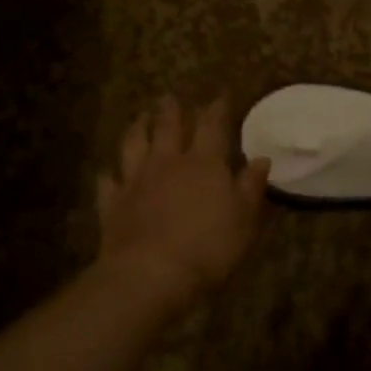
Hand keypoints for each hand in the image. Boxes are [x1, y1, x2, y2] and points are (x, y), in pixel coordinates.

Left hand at [95, 95, 269, 299]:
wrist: (151, 274)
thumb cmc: (209, 246)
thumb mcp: (245, 218)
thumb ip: (251, 186)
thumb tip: (261, 159)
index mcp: (205, 162)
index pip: (212, 125)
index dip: (217, 108)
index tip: (221, 96)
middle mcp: (168, 162)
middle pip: (168, 126)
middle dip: (172, 110)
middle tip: (170, 97)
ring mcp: (136, 180)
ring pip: (133, 144)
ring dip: (137, 128)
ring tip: (140, 118)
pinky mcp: (113, 203)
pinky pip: (108, 181)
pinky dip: (110, 174)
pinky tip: (109, 172)